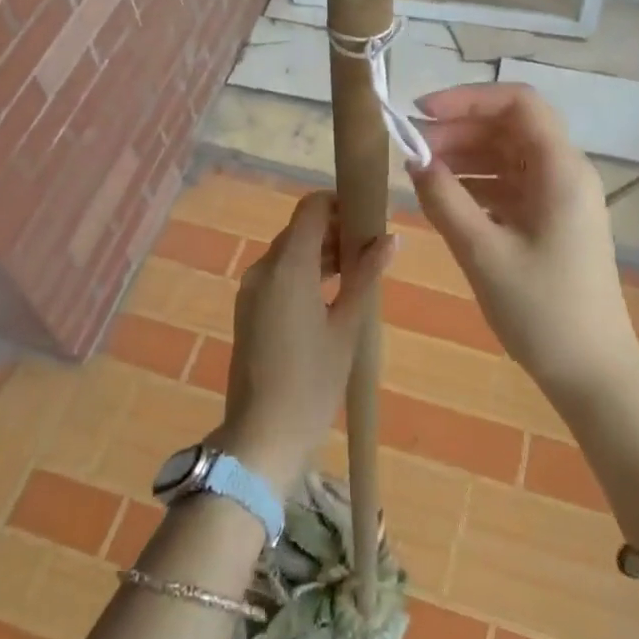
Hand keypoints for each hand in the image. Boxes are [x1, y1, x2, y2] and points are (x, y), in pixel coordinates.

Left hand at [216, 191, 395, 491]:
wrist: (263, 436)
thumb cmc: (312, 381)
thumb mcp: (347, 327)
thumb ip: (366, 276)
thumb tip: (391, 238)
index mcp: (287, 266)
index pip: (311, 208)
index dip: (340, 203)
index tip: (369, 217)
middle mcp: (263, 269)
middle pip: (300, 229)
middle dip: (335, 231)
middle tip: (372, 250)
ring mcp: (251, 290)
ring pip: (289, 252)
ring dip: (320, 253)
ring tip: (358, 274)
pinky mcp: (248, 310)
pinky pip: (278, 275)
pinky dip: (304, 273)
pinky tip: (331, 296)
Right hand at [408, 84, 638, 393]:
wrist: (592, 372)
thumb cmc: (542, 310)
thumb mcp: (483, 253)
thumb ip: (445, 200)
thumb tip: (415, 160)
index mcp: (561, 170)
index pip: (518, 103)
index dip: (468, 98)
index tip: (422, 113)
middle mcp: (565, 174)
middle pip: (510, 128)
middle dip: (459, 130)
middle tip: (412, 150)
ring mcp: (560, 198)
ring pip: (508, 156)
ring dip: (465, 157)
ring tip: (421, 172)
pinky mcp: (551, 222)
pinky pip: (511, 186)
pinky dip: (477, 184)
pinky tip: (445, 198)